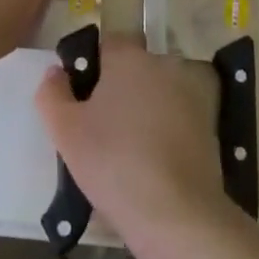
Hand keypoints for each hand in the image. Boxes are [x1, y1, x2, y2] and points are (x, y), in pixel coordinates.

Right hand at [35, 38, 230, 246]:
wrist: (176, 214)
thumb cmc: (113, 162)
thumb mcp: (66, 131)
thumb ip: (52, 93)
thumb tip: (56, 72)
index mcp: (129, 57)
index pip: (106, 45)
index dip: (91, 69)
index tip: (80, 102)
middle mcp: (162, 65)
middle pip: (131, 70)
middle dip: (115, 92)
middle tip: (97, 131)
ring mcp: (188, 94)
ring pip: (153, 96)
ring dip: (139, 113)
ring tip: (122, 155)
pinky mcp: (206, 125)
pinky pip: (173, 121)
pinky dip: (161, 135)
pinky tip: (149, 168)